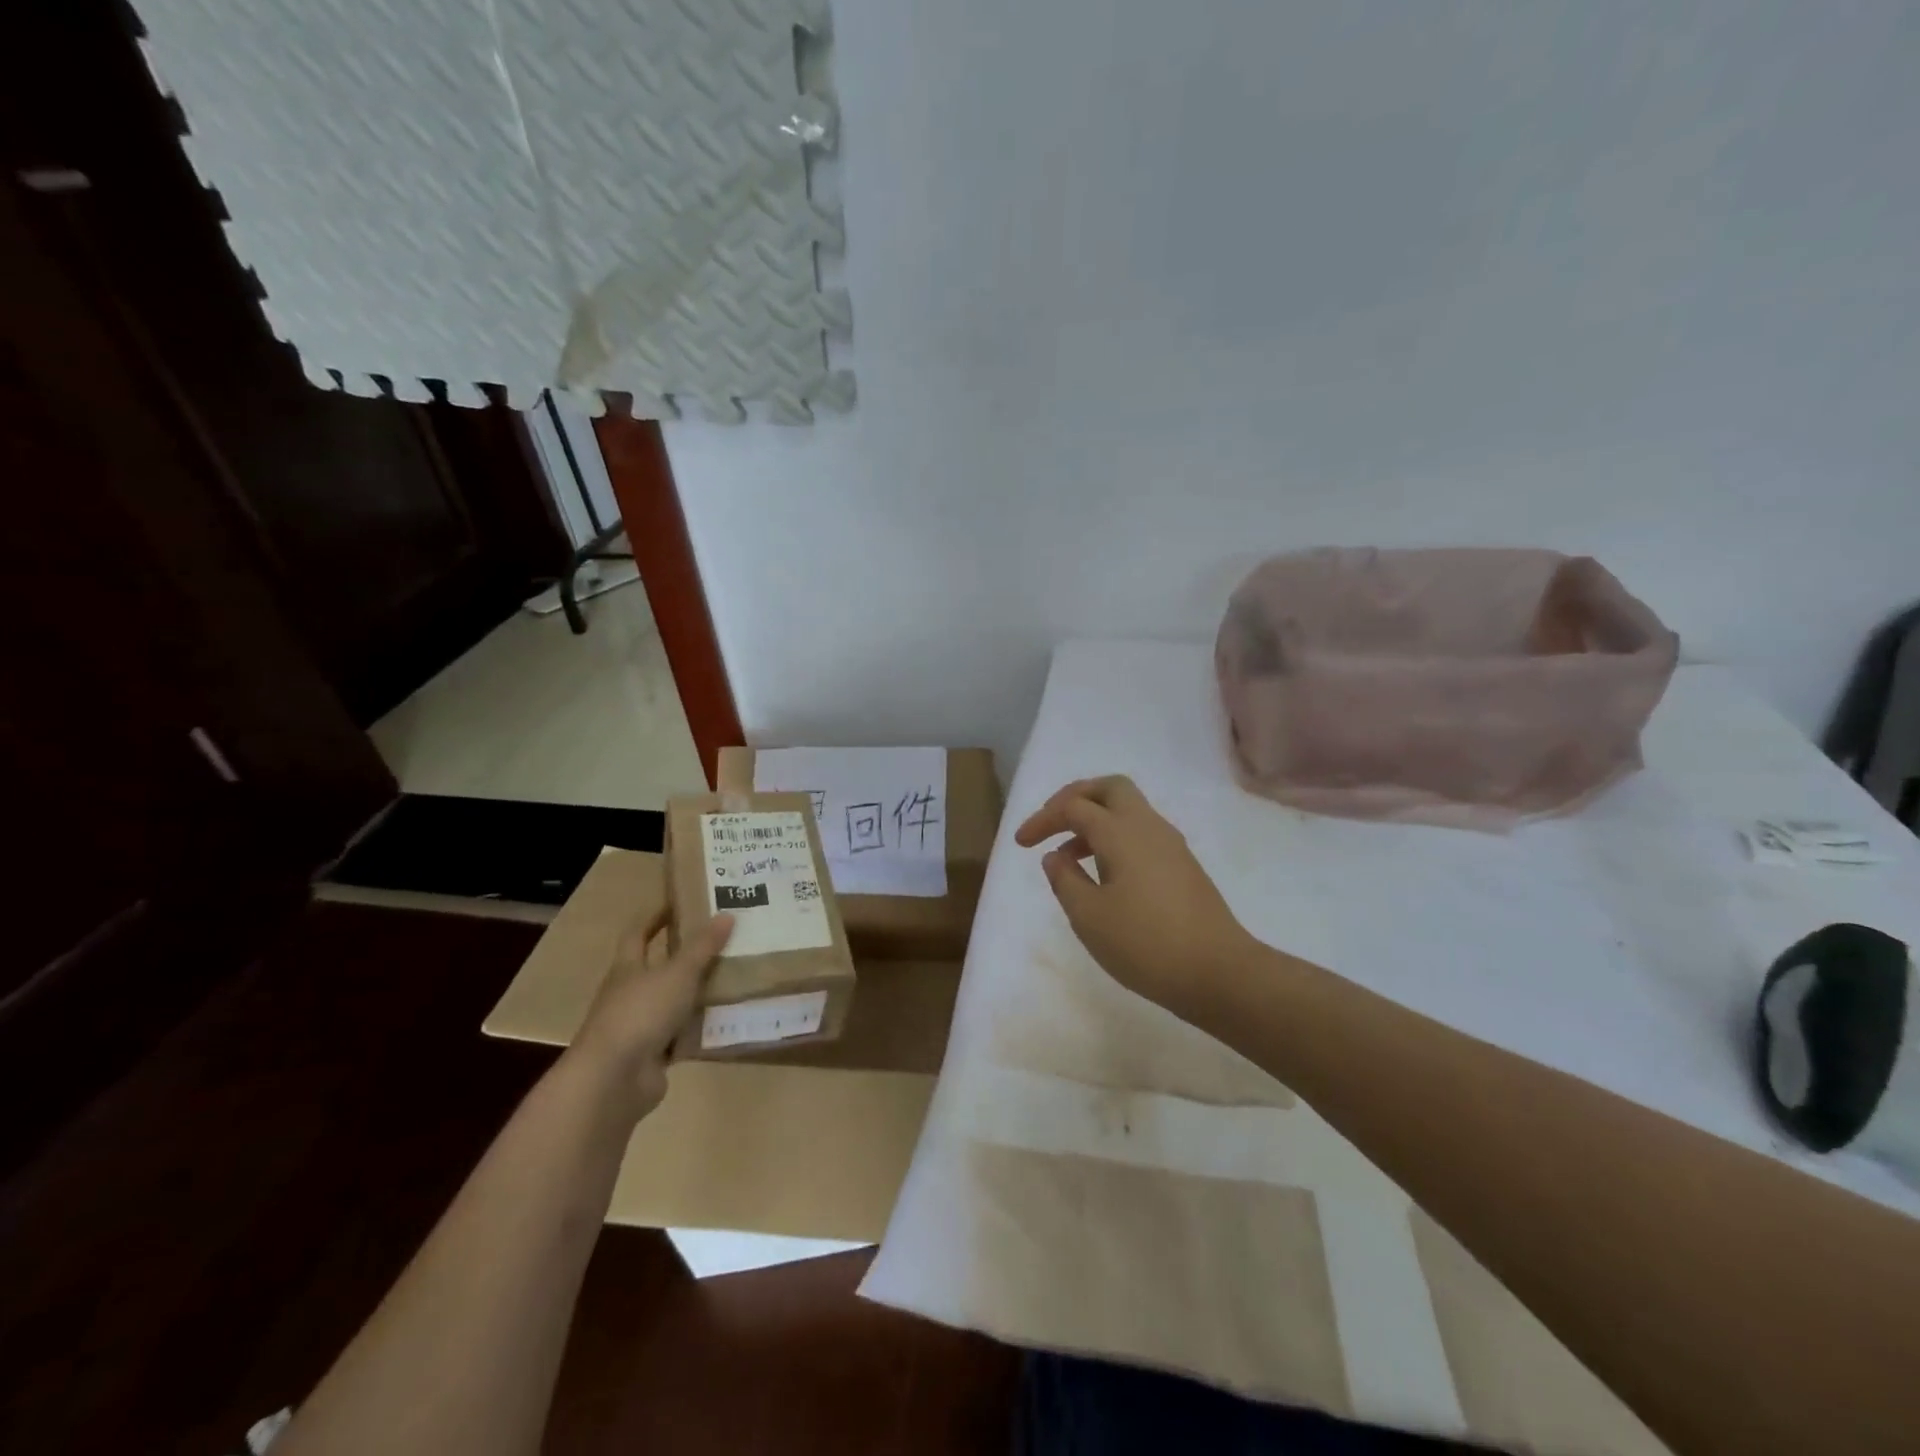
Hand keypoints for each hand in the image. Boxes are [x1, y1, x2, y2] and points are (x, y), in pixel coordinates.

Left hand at [569, 908, 732, 1120]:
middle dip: (684, 954)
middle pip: (656, 967)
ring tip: (733, 977)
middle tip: (721, 939)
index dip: (656, 915)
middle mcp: (629, 993)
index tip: (679, 901)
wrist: (613, 1081)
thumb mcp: (678, 973)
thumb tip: (727, 914)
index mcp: (628, 968)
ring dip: (696, 992)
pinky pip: (680, 1035)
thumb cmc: (641, 1013)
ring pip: (671, 1001)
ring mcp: (638, 1026)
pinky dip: (699, 1028)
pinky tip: (726, 1021)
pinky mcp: (651, 1055)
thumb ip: (703, 946)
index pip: (638, 932)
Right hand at [1016, 775, 1256, 1019]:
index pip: (1074, 806)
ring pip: (1128, 810)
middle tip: (1052, 822)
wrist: (1219, 973)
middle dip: (1075, 797)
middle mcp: (1148, 827)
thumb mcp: (1089, 917)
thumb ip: (1065, 880)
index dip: (1042, 819)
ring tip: (1069, 857)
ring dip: (1095, 821)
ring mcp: (1170, 845)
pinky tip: (1103, 874)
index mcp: (1121, 832)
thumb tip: (1055, 856)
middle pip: (1109, 788)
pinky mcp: (1182, 866)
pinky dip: (1114, 839)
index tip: (1020, 844)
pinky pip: (1141, 833)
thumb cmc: (1146, 944)